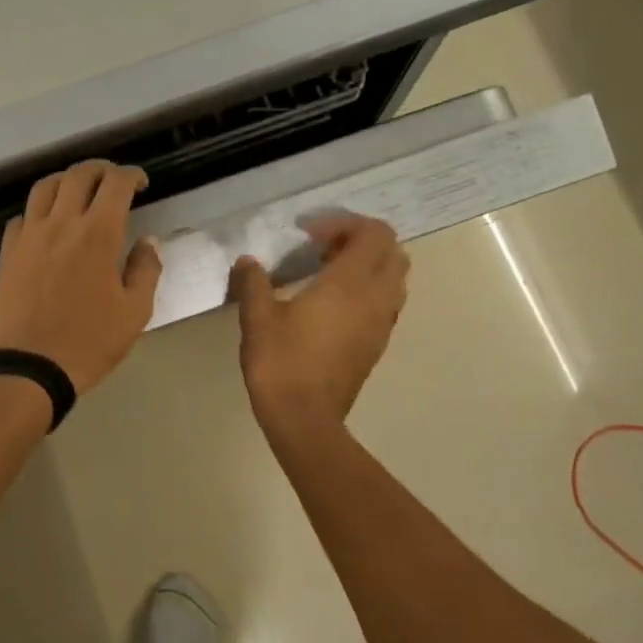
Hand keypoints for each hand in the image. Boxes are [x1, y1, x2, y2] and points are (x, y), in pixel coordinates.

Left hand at [0, 161, 162, 395]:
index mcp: (98, 234)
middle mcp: (62, 223)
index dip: (132, 175)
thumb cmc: (90, 342)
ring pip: (45, 187)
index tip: (141, 184)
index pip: (116, 183)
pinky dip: (39, 211)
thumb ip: (145, 270)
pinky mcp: (9, 252)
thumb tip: (148, 242)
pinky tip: (47, 225)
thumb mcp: (135, 312)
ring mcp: (30, 235)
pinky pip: (22, 216)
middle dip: (101, 169)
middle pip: (79, 175)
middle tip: (113, 182)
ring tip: (79, 192)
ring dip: (67, 181)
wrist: (31, 366)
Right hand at [232, 213, 408, 433]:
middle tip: (322, 248)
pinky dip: (369, 290)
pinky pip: (386, 302)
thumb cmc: (281, 363)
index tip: (308, 234)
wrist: (305, 419)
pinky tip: (332, 305)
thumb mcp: (257, 318)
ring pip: (394, 278)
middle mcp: (375, 298)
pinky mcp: (377, 344)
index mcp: (350, 284)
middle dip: (361, 240)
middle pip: (391, 251)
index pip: (373, 233)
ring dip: (369, 265)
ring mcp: (381, 323)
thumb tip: (247, 262)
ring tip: (329, 273)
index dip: (344, 223)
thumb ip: (253, 282)